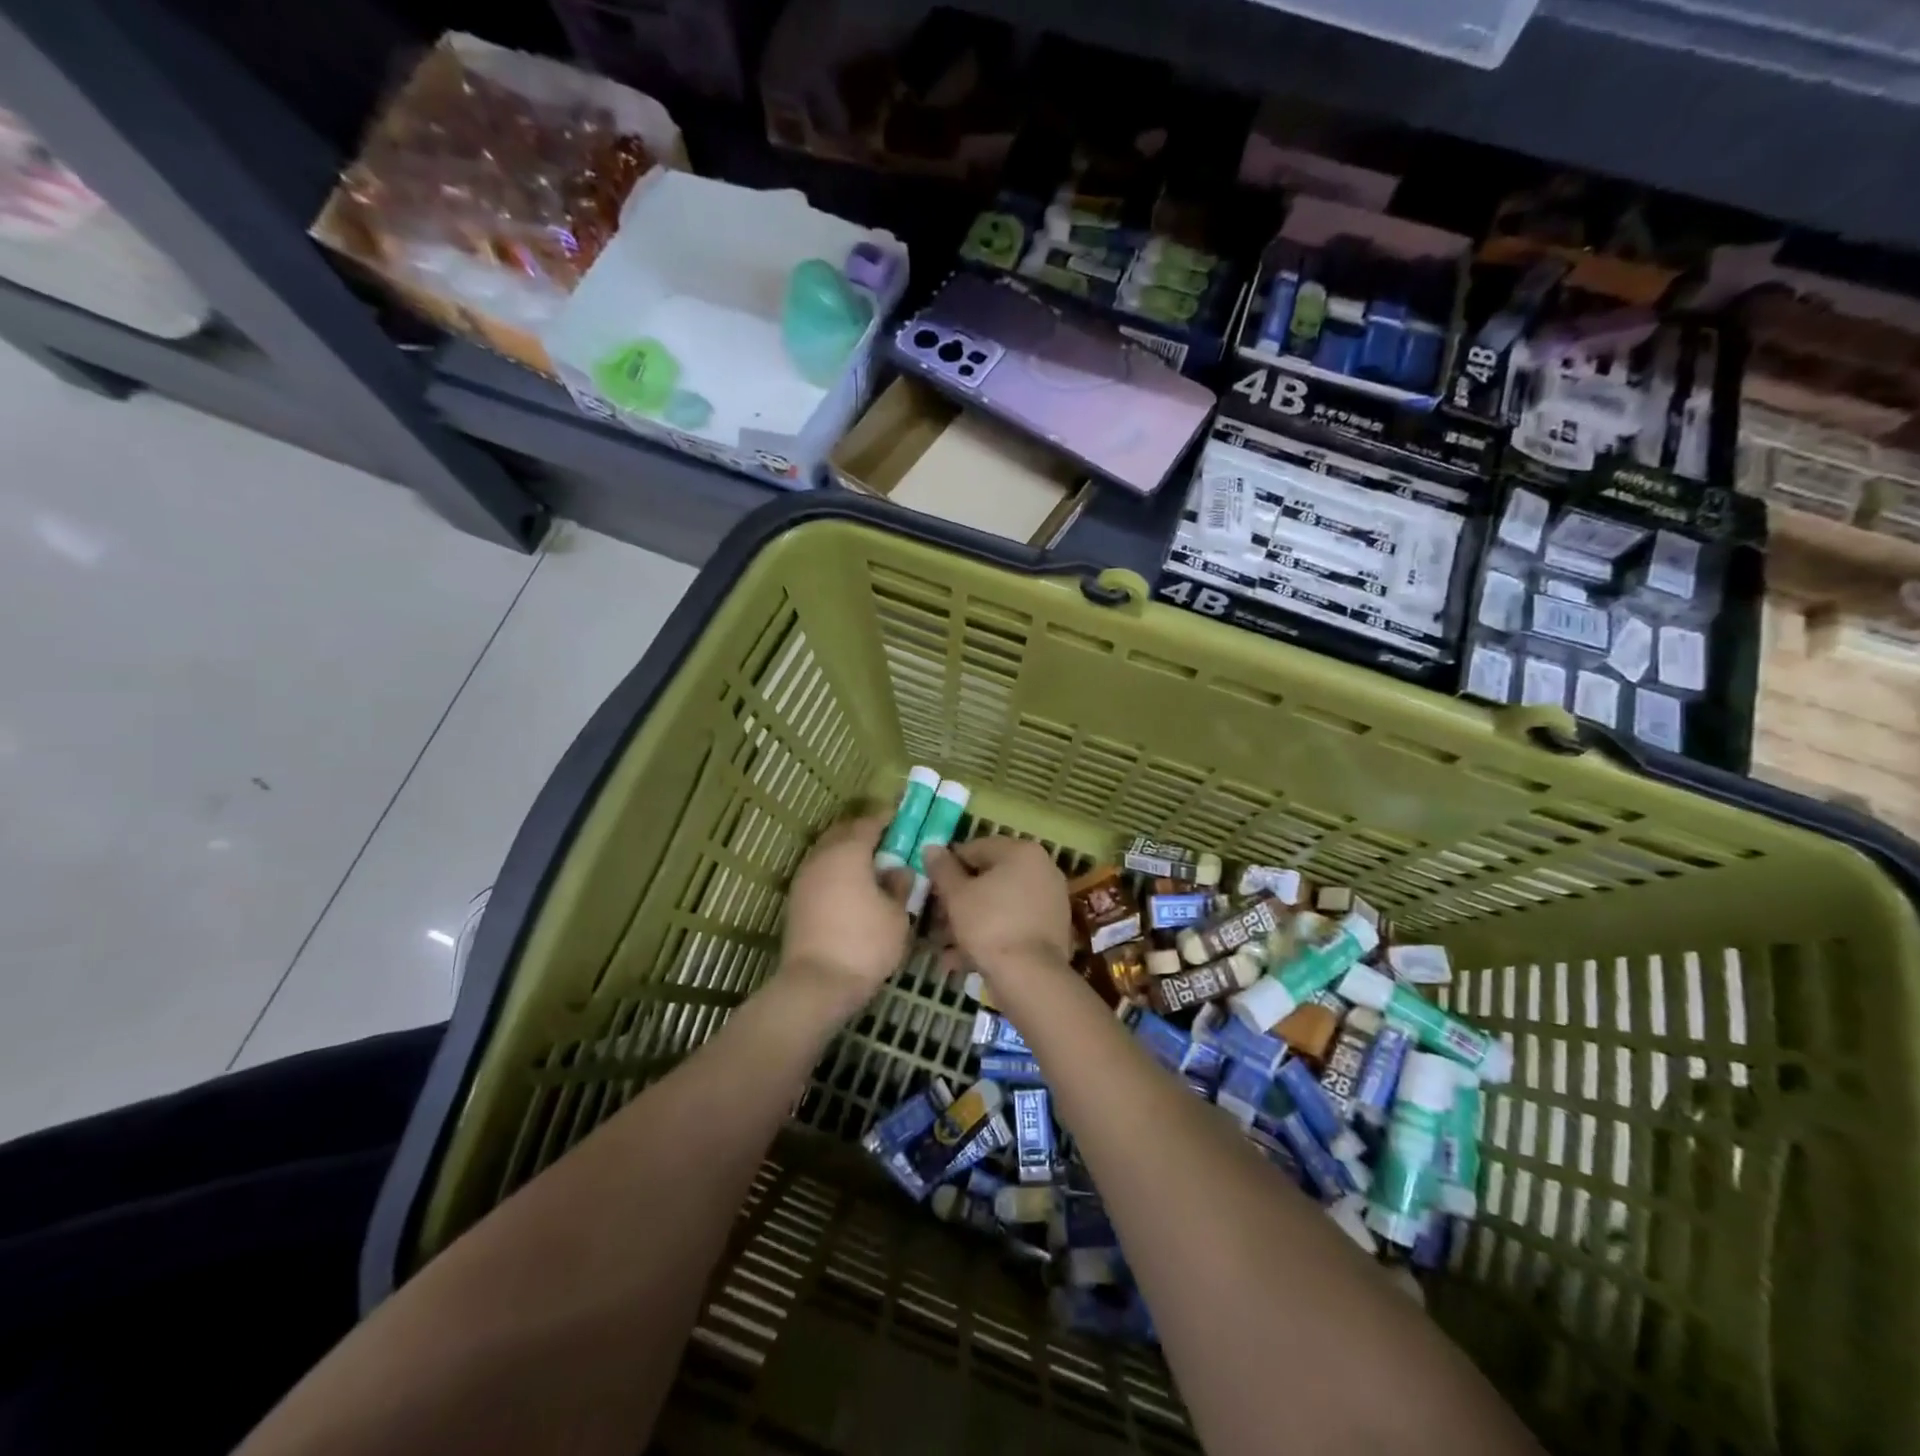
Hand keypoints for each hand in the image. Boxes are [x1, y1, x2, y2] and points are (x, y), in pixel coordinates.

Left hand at [779, 815, 910, 1016]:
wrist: (817, 983)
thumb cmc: (865, 944)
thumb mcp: (897, 914)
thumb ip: (899, 885)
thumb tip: (898, 870)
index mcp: (848, 852)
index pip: (869, 823)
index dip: (887, 819)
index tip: (902, 820)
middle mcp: (822, 857)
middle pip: (843, 832)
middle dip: (864, 831)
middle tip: (887, 840)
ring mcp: (804, 878)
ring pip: (827, 851)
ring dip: (847, 851)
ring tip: (870, 864)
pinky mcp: (796, 900)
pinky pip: (820, 871)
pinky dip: (836, 870)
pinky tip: (852, 886)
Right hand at [922, 837, 1073, 980]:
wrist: (1030, 976)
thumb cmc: (989, 925)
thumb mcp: (956, 895)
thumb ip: (942, 869)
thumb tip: (932, 848)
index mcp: (1021, 852)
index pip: (974, 849)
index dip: (947, 868)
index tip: (930, 889)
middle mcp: (1041, 869)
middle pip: (988, 878)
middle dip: (958, 900)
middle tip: (935, 920)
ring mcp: (1050, 900)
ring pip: (998, 904)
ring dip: (969, 922)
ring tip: (944, 946)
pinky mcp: (1051, 929)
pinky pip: (1013, 924)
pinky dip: (990, 935)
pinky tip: (963, 959)